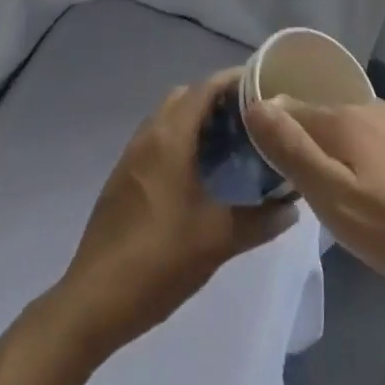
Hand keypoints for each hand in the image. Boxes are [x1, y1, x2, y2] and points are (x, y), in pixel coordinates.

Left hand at [53, 72, 298, 359]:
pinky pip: (157, 140)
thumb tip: (292, 207)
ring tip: (231, 144)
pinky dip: (181, 140)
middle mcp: (148, 136)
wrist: (92, 303)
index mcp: (170, 138)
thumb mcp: (217, 241)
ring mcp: (131, 157)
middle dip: (218, 99)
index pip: (205, 88)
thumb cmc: (158, 260)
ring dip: (197, 120)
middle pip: (187, 96)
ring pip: (169, 118)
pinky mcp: (123, 179)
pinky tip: (200, 174)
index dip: (235, 81)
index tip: (265, 87)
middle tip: (251, 119)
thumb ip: (259, 220)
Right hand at [246, 96, 384, 292]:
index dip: (268, 127)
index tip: (254, 156)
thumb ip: (294, 152)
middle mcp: (369, 109)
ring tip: (324, 186)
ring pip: (349, 130)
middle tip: (287, 180)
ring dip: (331, 150)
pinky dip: (360, 156)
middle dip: (300, 139)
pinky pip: (374, 142)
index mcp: (343, 119)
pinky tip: (368, 186)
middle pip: (320, 117)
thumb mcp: (336, 198)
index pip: (289, 108)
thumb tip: (255, 105)